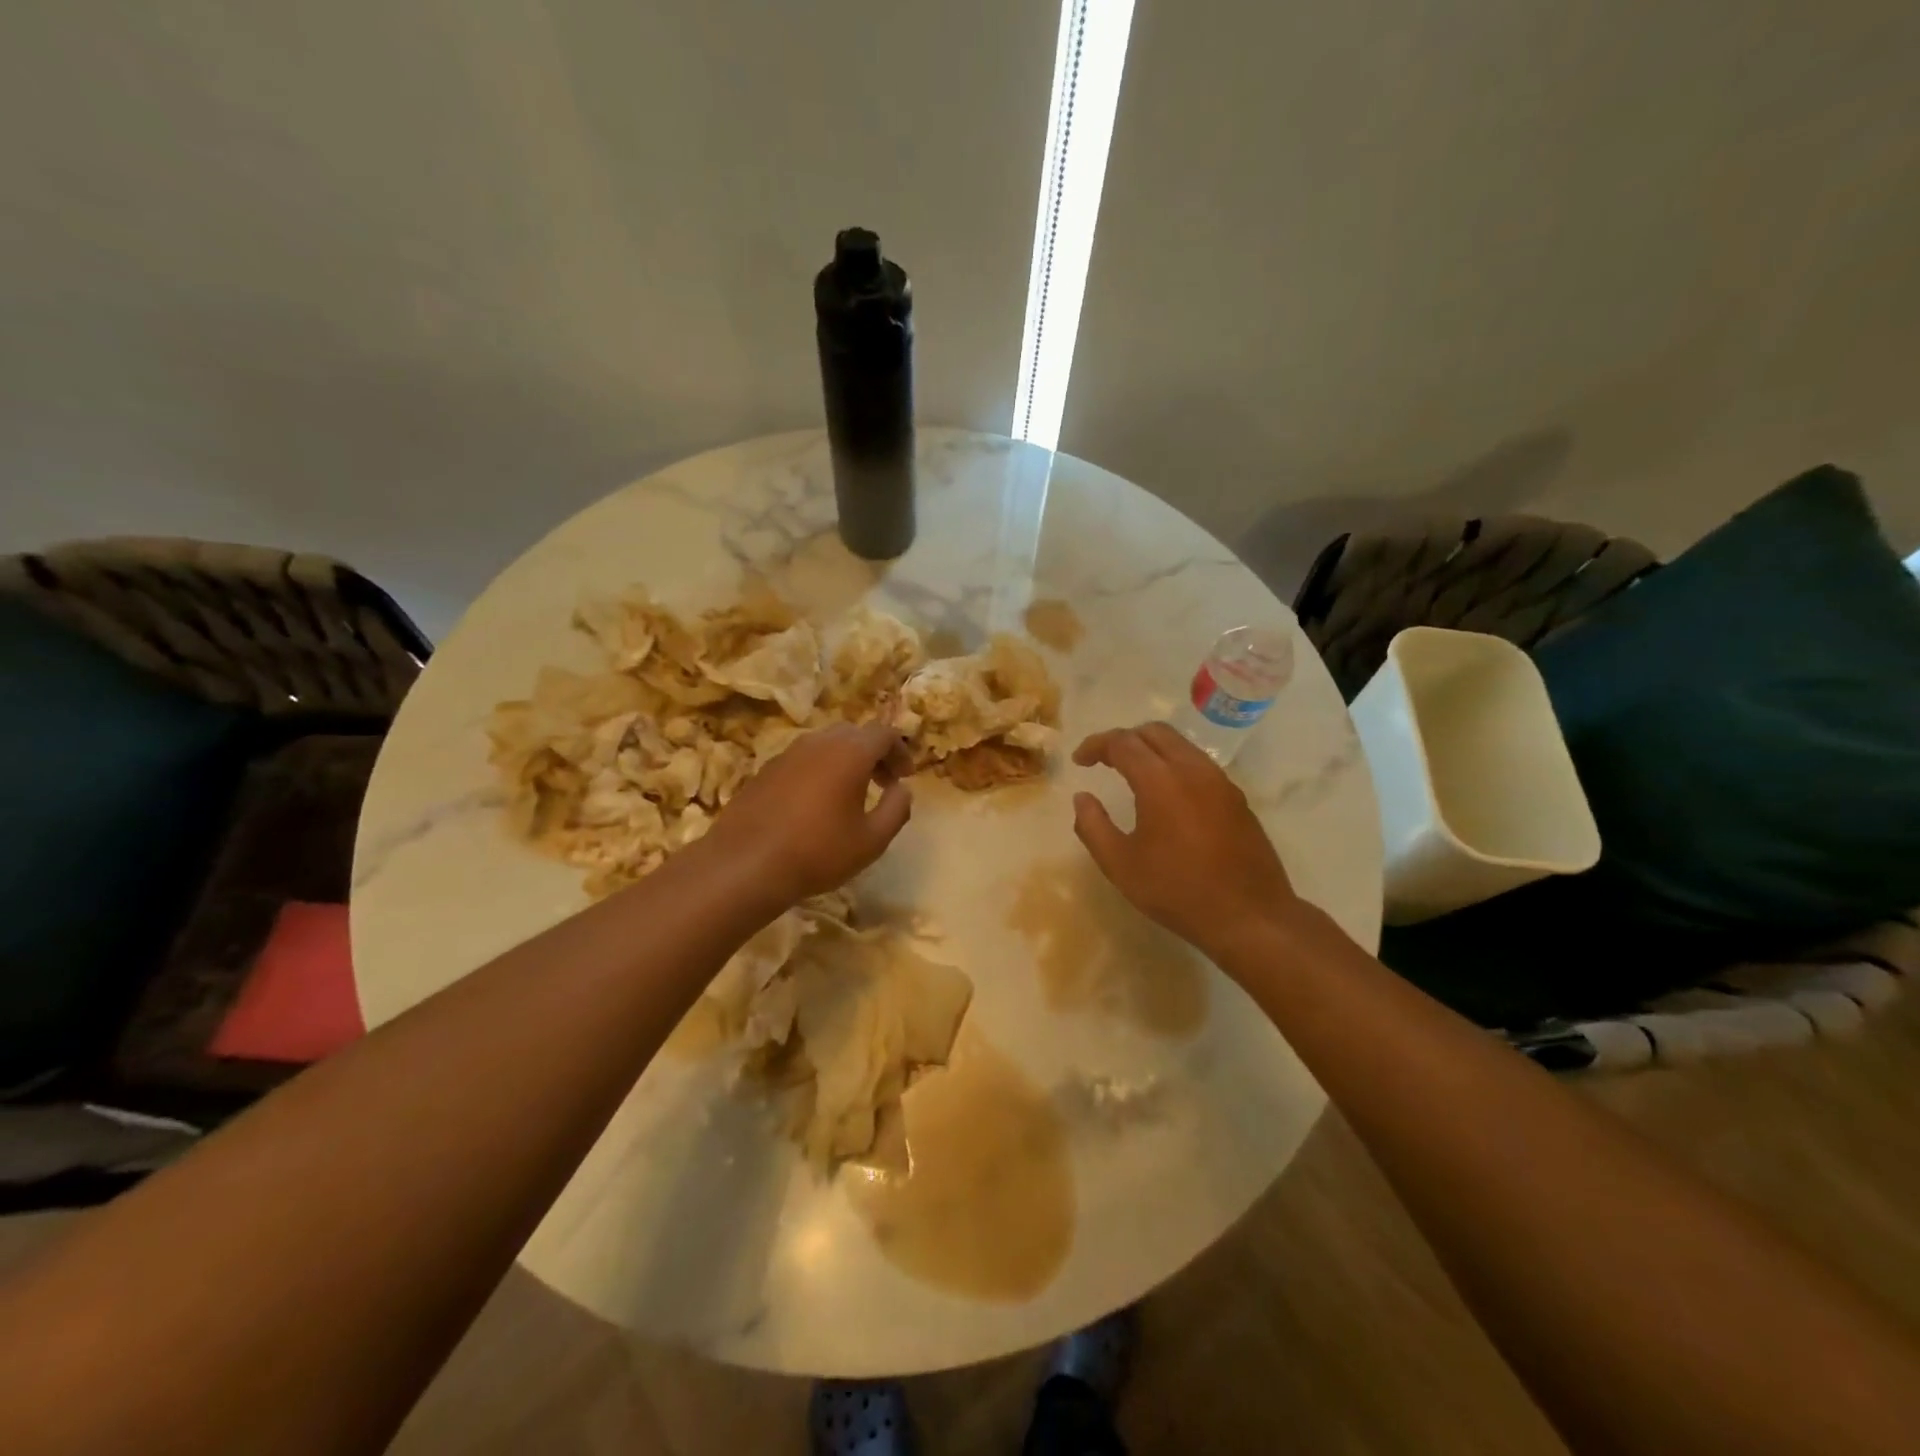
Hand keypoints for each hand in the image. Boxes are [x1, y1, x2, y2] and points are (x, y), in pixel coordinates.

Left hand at [704, 721, 912, 906]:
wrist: (746, 864)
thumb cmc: (818, 852)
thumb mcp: (872, 840)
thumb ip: (897, 809)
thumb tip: (902, 789)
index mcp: (849, 752)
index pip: (884, 733)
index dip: (900, 751)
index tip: (905, 777)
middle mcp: (818, 743)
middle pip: (854, 733)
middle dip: (873, 753)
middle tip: (883, 783)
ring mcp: (788, 754)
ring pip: (825, 744)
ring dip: (845, 761)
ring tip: (850, 795)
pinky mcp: (765, 770)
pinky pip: (802, 759)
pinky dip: (819, 770)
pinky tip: (815, 805)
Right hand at [1072, 722, 1305, 961]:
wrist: (1250, 916)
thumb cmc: (1178, 891)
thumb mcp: (1121, 865)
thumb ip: (1093, 826)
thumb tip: (1082, 798)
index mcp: (1161, 781)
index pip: (1123, 742)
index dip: (1096, 745)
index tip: (1080, 761)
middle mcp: (1193, 769)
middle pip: (1155, 732)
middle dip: (1124, 739)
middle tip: (1104, 761)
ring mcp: (1220, 781)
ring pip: (1181, 744)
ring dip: (1152, 749)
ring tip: (1132, 774)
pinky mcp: (1236, 797)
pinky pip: (1199, 764)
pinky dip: (1174, 764)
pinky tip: (1167, 795)